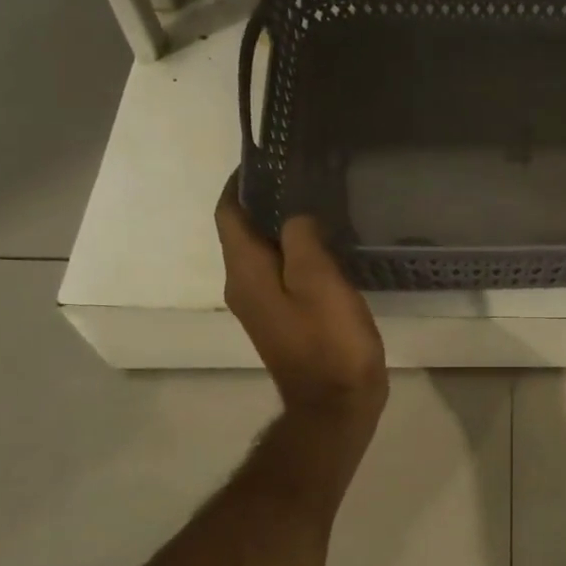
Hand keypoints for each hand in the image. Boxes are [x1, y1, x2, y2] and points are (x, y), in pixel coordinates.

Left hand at [216, 178, 387, 420]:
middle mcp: (243, 286)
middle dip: (266, 202)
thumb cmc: (329, 340)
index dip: (241, 184)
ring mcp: (261, 307)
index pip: (228, 214)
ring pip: (263, 254)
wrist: (336, 404)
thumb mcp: (318, 280)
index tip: (268, 160)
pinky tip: (326, 248)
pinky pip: (280, 275)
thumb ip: (301, 238)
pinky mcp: (282, 321)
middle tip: (303, 178)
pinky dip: (295, 254)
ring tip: (318, 206)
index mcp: (246, 272)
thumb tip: (295, 218)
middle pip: (243, 232)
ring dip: (282, 228)